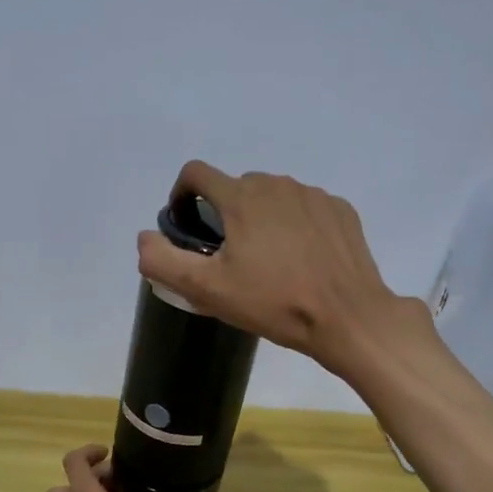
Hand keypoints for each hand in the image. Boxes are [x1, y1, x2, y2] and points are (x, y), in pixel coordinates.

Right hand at [136, 161, 415, 377]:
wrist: (347, 317)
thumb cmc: (274, 303)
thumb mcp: (207, 290)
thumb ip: (163, 260)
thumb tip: (145, 237)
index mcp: (242, 196)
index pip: (196, 173)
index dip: (182, 194)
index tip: (187, 226)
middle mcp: (277, 184)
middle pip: (237, 187)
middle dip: (226, 214)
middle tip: (230, 258)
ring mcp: (314, 195)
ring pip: (274, 197)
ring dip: (262, 219)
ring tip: (269, 261)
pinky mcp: (341, 210)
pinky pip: (307, 209)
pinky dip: (296, 226)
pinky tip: (303, 260)